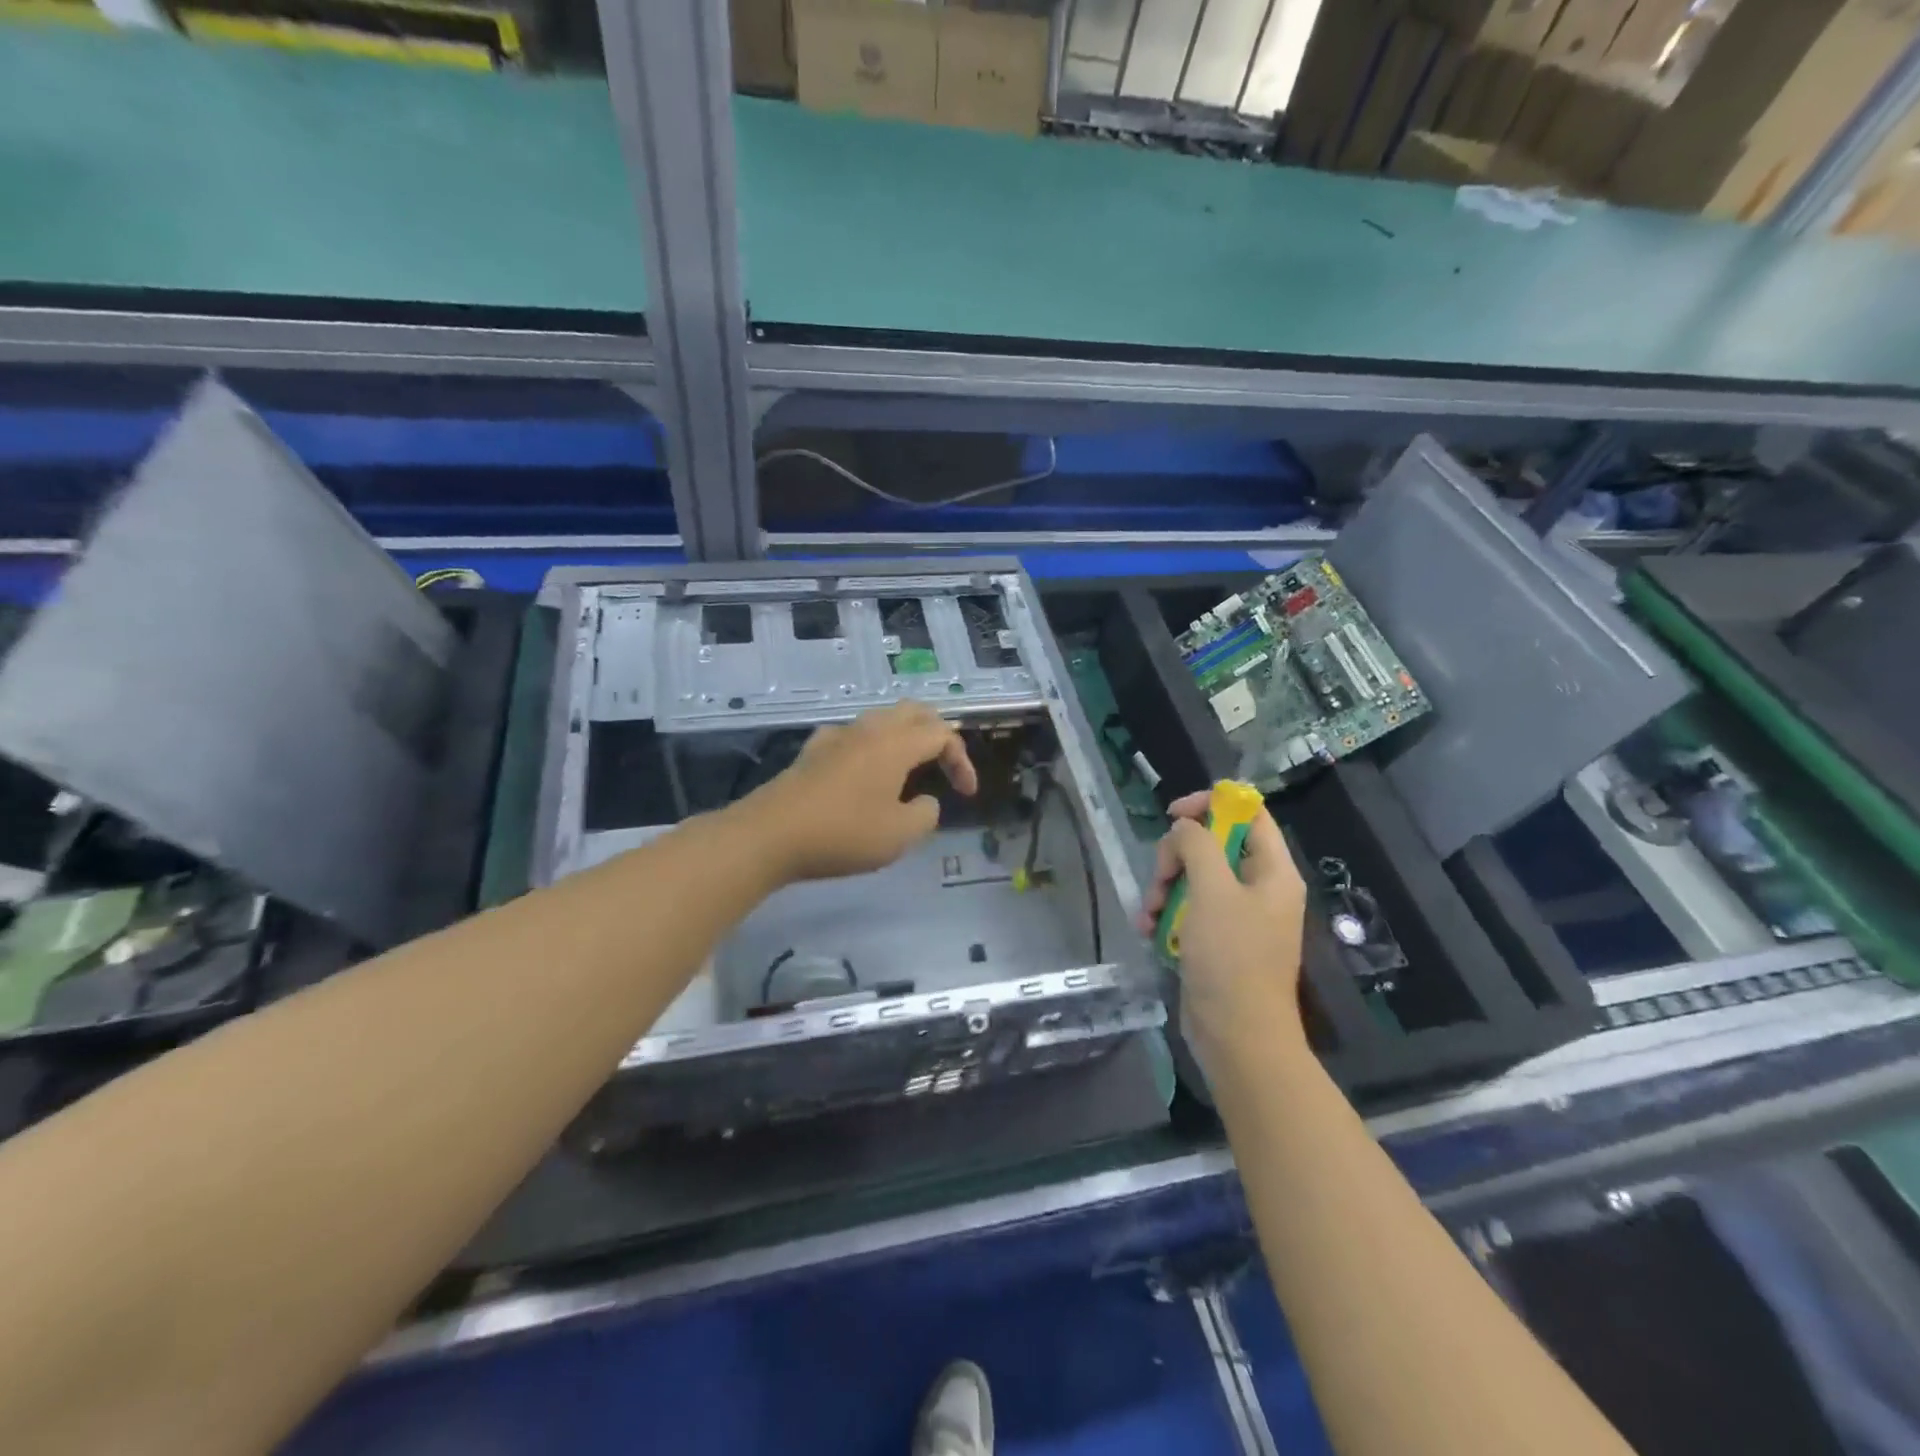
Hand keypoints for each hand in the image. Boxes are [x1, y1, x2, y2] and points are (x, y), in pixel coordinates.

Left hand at [738, 700, 977, 883]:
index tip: (966, 795)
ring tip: (910, 771)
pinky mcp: (813, 751)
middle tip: (945, 765)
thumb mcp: (899, 835)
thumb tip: (924, 801)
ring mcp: (837, 736)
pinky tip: (865, 774)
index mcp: (896, 743)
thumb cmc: (842, 833)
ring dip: (905, 738)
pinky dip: (873, 747)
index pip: (942, 734)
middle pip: (914, 712)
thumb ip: (926, 814)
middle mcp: (869, 729)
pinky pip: (854, 736)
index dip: (962, 761)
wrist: (769, 834)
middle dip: (937, 734)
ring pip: (882, 720)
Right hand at [1137, 790, 1306, 1064]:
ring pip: (1194, 877)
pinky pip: (1189, 909)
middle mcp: (1259, 888)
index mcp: (1273, 871)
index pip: (1249, 813)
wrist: (1237, 1036)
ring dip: (1164, 888)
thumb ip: (1197, 845)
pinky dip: (1166, 914)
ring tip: (1149, 914)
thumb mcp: (1212, 891)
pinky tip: (1148, 931)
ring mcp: (1238, 916)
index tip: (1173, 815)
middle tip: (1160, 880)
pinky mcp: (1218, 940)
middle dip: (1176, 857)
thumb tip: (1184, 829)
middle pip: (1213, 845)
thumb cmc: (1231, 958)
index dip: (1211, 804)